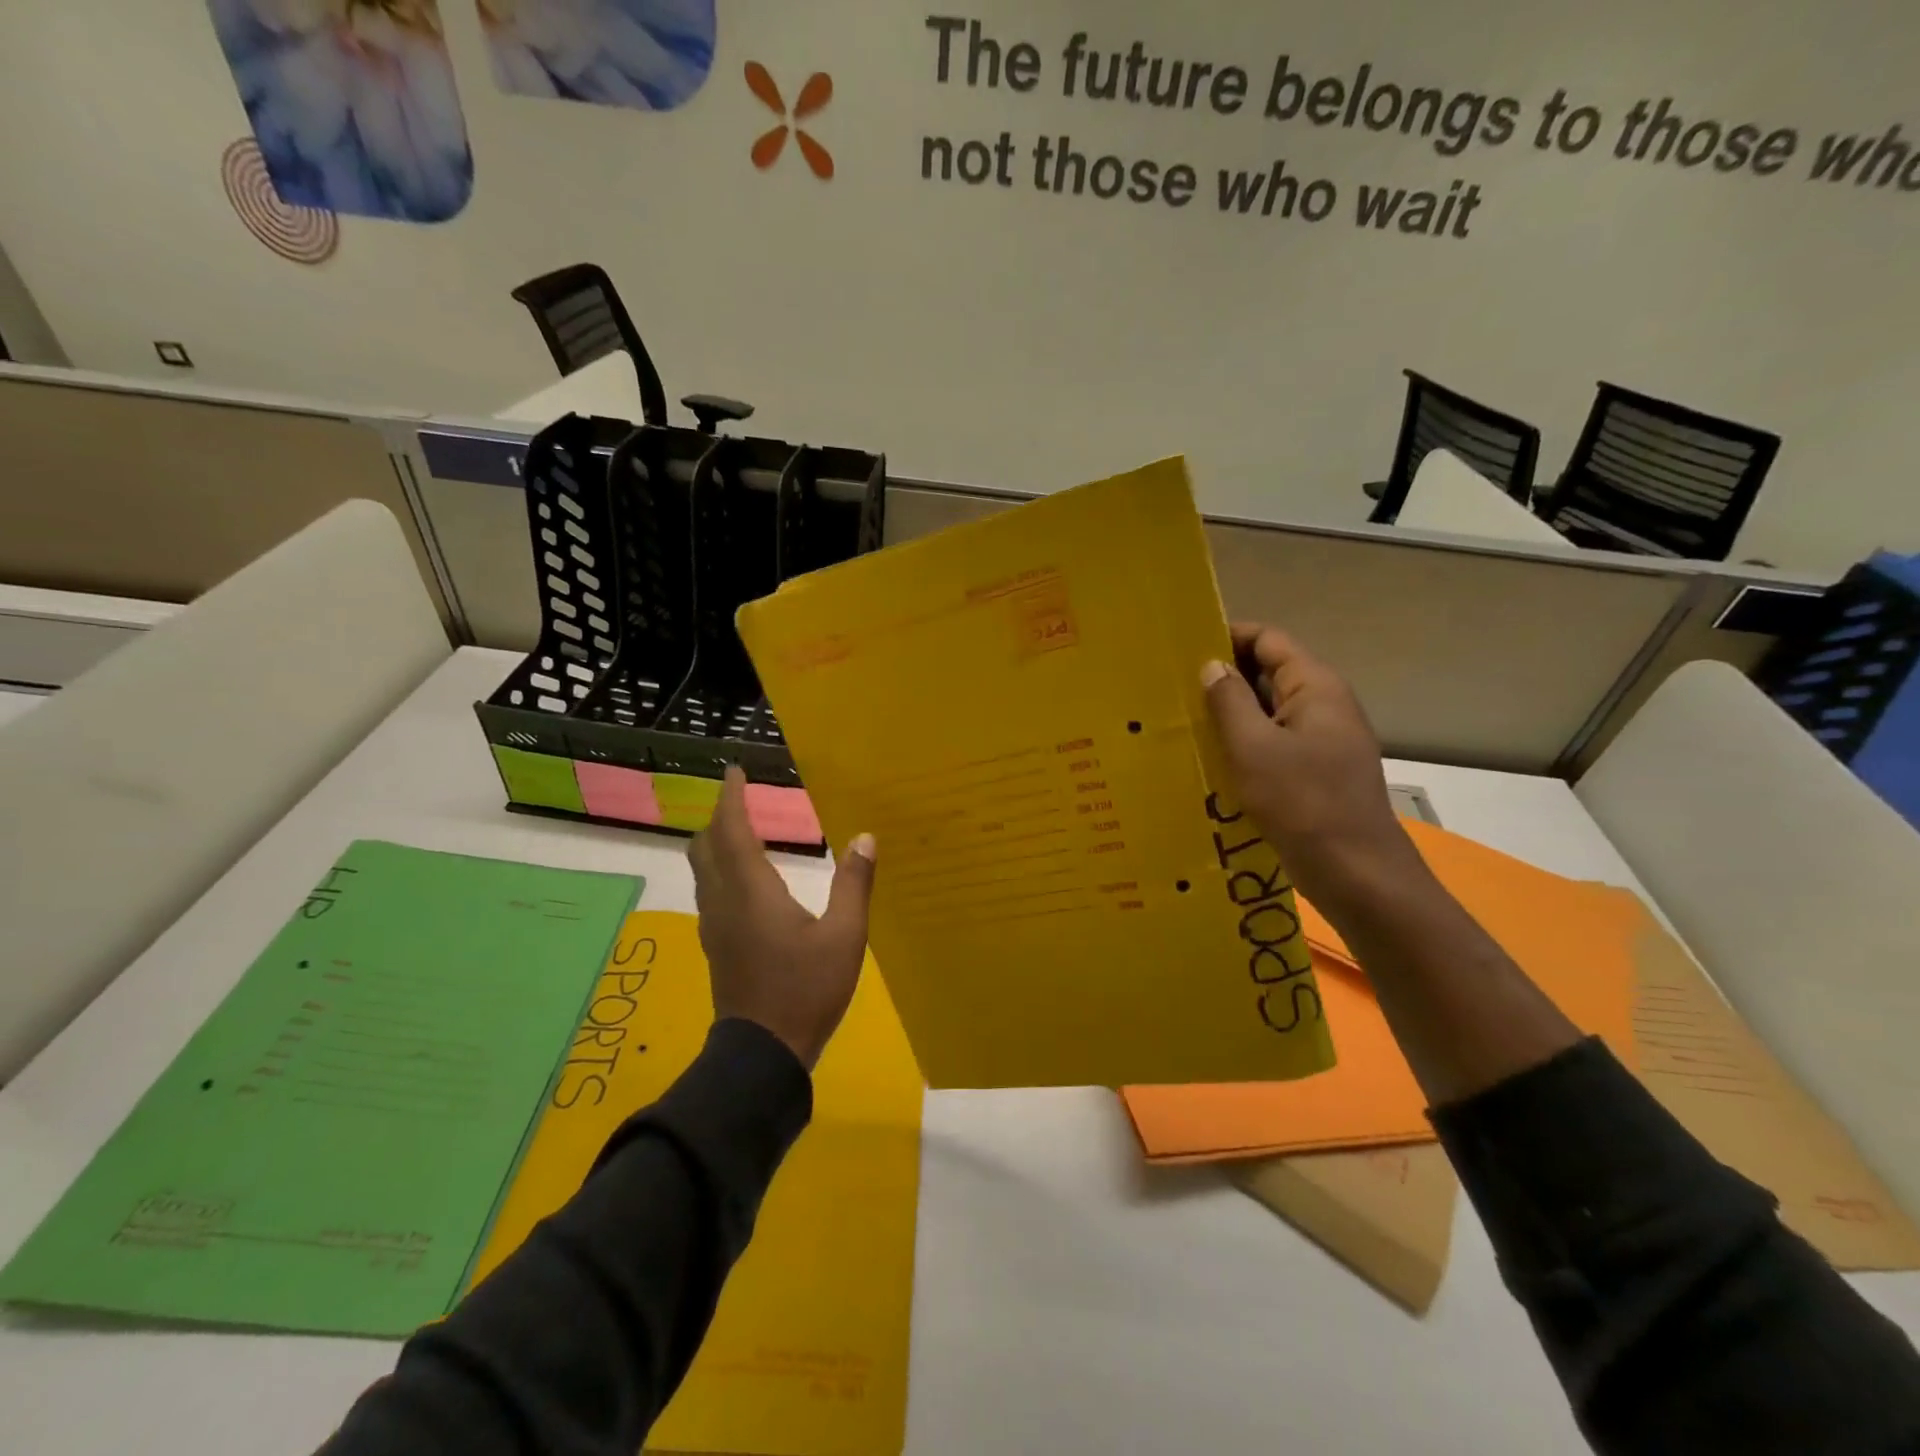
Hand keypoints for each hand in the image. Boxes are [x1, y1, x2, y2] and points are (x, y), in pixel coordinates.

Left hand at [689, 767, 875, 1069]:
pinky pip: (710, 891)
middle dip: (719, 817)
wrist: (762, 1054)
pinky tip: (748, 881)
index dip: (731, 797)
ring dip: (717, 844)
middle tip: (742, 800)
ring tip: (745, 832)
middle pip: (704, 846)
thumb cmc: (805, 989)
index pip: (731, 830)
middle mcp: (722, 900)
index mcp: (750, 890)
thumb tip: (865, 837)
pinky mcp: (715, 945)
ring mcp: (713, 925)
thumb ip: (854, 884)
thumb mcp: (845, 936)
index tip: (735, 771)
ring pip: (702, 870)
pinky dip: (721, 869)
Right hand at [1201, 623, 1416, 905]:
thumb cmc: (1303, 802)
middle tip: (1174, 686)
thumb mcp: (1254, 747)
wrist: (1356, 872)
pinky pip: (1274, 743)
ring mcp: (1322, 740)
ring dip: (1231, 713)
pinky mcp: (1315, 772)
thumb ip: (1230, 700)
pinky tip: (1211, 758)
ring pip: (1269, 712)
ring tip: (1183, 720)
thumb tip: (1212, 665)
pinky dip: (1244, 743)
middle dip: (1224, 676)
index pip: (1270, 640)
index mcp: (1316, 687)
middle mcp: (1324, 706)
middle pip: (1270, 673)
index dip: (1229, 635)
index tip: (1185, 646)